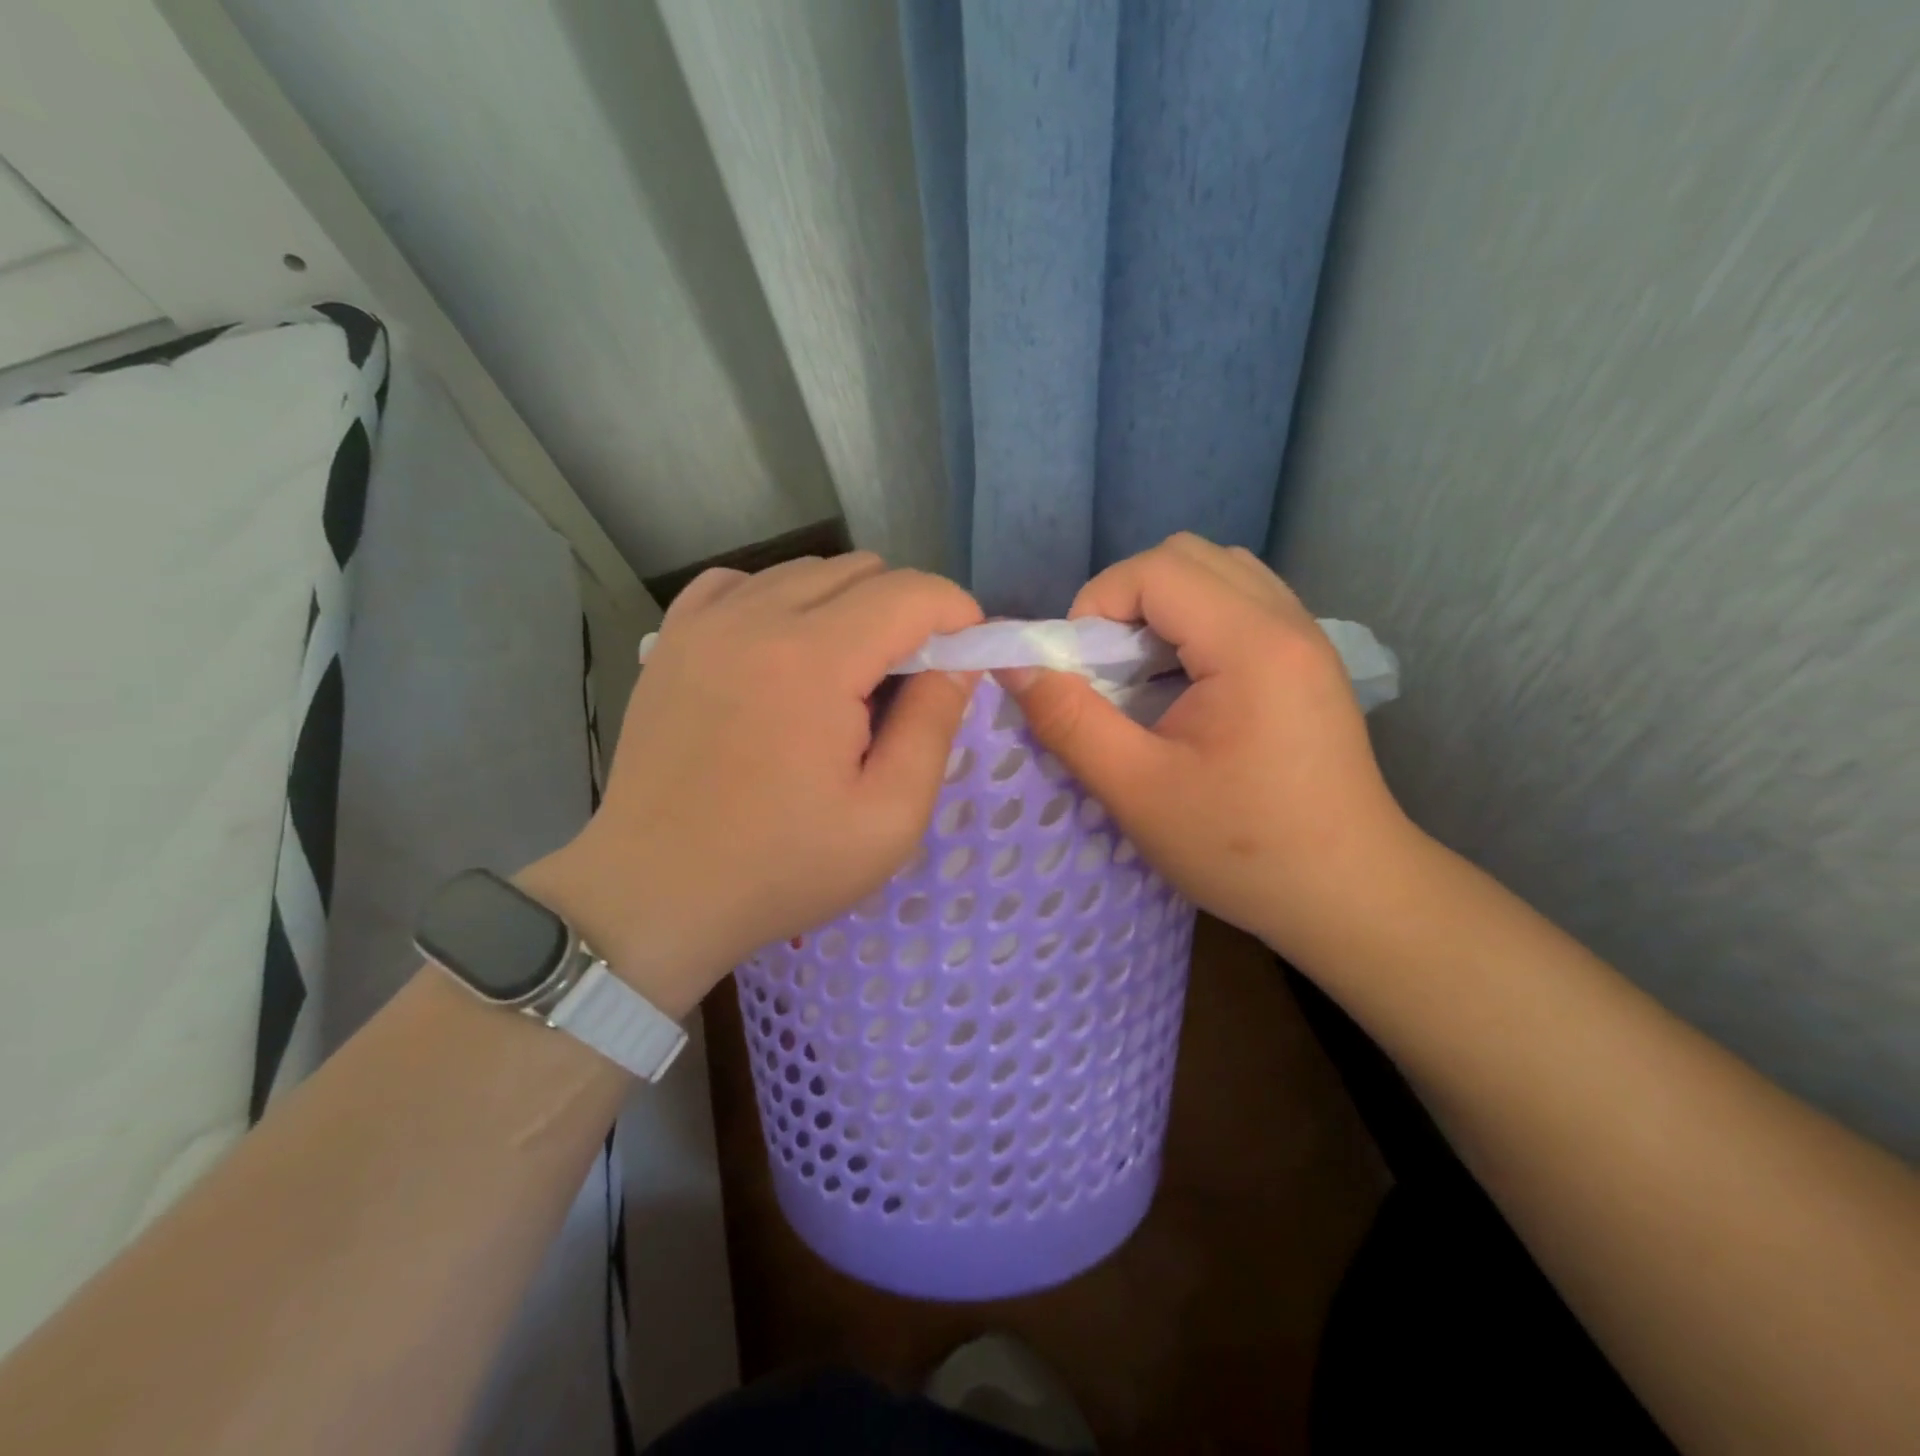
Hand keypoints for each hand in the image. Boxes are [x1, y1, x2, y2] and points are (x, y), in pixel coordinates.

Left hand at [523, 554, 981, 1016]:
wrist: (656, 891)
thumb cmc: (781, 867)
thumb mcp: (888, 817)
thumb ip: (934, 725)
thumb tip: (959, 662)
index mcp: (815, 660)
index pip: (912, 593)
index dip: (957, 615)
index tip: (969, 657)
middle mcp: (757, 617)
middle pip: (863, 572)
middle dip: (906, 613)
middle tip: (908, 681)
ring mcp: (706, 622)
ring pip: (807, 572)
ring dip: (848, 607)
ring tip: (846, 676)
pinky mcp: (673, 638)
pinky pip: (745, 584)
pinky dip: (781, 602)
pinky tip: (783, 653)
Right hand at [999, 534, 1415, 961]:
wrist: (1350, 894)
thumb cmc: (1241, 848)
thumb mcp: (1137, 790)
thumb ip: (1068, 720)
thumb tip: (1013, 665)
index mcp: (1252, 644)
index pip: (1156, 569)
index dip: (1097, 604)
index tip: (1080, 668)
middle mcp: (1287, 621)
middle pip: (1188, 556)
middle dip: (1127, 598)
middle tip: (1108, 666)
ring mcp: (1306, 637)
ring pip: (1218, 573)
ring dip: (1163, 607)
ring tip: (1144, 673)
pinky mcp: (1308, 661)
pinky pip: (1242, 603)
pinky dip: (1195, 623)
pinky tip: (1183, 685)